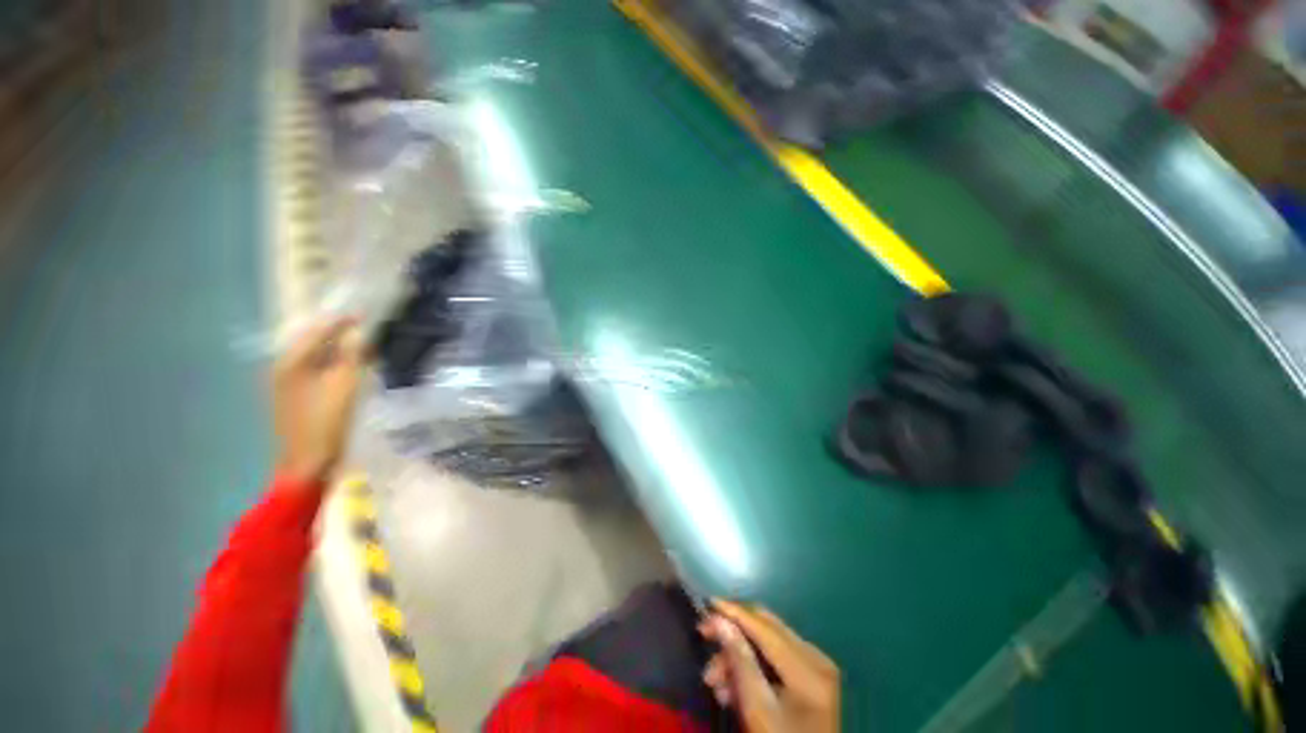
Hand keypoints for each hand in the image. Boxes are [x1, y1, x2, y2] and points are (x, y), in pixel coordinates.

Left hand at [273, 317, 366, 486]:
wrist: (307, 461)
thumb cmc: (326, 422)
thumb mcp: (345, 385)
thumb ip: (352, 355)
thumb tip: (359, 330)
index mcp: (291, 361)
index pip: (318, 329)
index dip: (343, 320)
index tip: (366, 313)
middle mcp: (284, 366)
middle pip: (313, 339)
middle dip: (339, 331)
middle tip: (366, 326)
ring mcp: (287, 381)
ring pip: (316, 354)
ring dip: (338, 346)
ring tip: (362, 343)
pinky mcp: (295, 393)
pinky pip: (316, 367)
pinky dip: (333, 361)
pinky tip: (349, 364)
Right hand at [700, 600, 839, 732]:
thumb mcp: (757, 709)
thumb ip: (739, 661)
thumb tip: (719, 619)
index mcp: (809, 668)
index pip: (765, 627)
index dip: (735, 612)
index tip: (707, 602)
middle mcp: (816, 656)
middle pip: (767, 627)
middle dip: (733, 633)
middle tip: (704, 636)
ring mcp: (816, 664)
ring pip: (768, 640)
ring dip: (739, 653)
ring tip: (714, 679)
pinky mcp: (812, 674)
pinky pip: (776, 654)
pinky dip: (753, 663)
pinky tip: (733, 682)